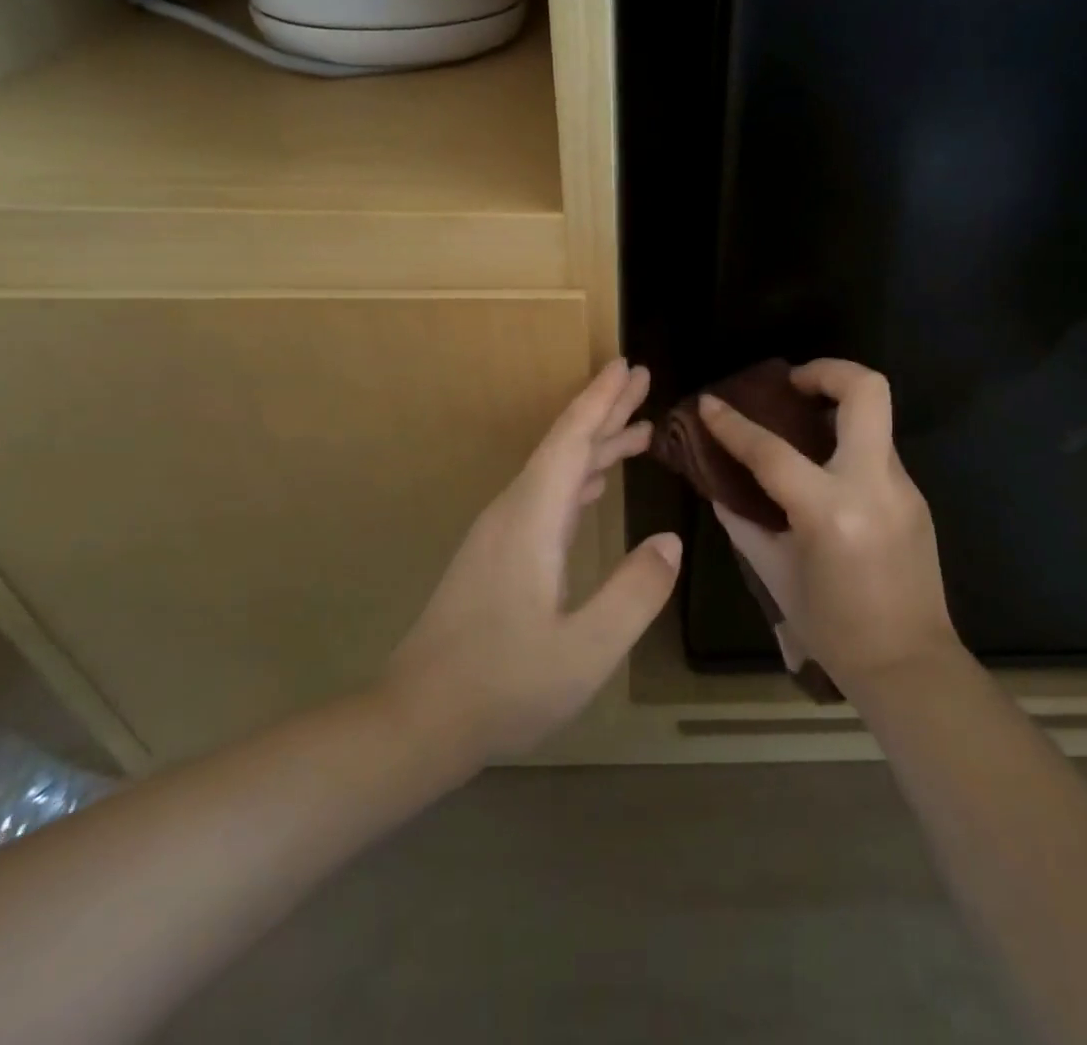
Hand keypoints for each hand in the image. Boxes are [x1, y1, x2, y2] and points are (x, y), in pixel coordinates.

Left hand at [385, 359, 681, 762]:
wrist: (416, 721)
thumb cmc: (502, 686)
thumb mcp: (585, 649)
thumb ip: (634, 592)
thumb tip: (671, 541)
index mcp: (532, 518)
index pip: (571, 441)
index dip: (601, 400)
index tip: (627, 366)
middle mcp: (514, 512)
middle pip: (564, 446)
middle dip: (604, 410)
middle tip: (642, 379)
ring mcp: (502, 534)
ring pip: (556, 472)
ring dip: (596, 445)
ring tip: (638, 430)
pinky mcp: (498, 556)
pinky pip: (547, 497)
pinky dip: (579, 478)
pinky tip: (596, 485)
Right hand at [699, 359, 958, 691]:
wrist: (910, 667)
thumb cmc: (833, 629)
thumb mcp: (776, 575)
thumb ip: (744, 525)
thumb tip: (720, 491)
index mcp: (829, 511)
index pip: (772, 450)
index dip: (733, 424)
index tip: (711, 402)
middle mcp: (872, 485)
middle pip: (866, 391)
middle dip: (828, 370)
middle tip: (793, 385)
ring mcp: (903, 488)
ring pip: (876, 418)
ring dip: (839, 408)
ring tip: (804, 426)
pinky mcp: (916, 497)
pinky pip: (878, 453)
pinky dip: (849, 447)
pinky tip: (827, 474)